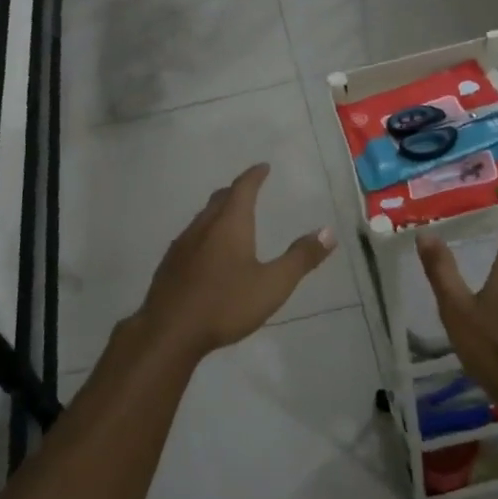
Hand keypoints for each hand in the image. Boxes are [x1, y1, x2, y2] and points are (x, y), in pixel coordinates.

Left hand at [127, 164, 336, 360]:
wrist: (169, 331)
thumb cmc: (226, 304)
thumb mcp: (273, 284)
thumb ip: (301, 258)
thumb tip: (328, 231)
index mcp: (230, 224)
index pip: (243, 188)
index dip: (254, 175)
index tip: (263, 167)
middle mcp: (203, 227)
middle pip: (220, 199)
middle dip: (236, 191)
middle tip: (249, 189)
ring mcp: (182, 245)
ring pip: (203, 218)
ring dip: (218, 212)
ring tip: (230, 219)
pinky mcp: (169, 265)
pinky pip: (190, 238)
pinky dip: (205, 234)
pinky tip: (207, 253)